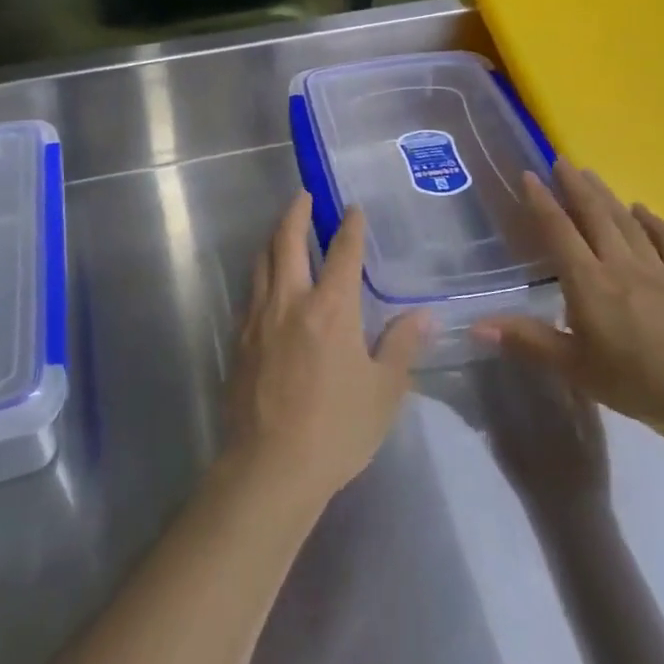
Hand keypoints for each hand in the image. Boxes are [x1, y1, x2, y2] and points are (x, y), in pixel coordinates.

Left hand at [223, 195, 429, 507]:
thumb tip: (424, 314)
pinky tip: (267, 282)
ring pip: (262, 262)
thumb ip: (401, 346)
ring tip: (283, 230)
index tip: (352, 208)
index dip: (349, 226)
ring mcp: (259, 318)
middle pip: (287, 241)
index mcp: (331, 308)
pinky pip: (250, 292)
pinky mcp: (240, 339)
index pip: (342, 253)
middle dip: (297, 213)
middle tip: (304, 196)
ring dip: (274, 238)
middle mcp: (291, 301)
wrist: (270, 466)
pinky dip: (261, 273)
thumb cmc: (336, 429)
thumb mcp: (383, 392)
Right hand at [474, 162, 663, 436]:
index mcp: (590, 283)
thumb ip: (529, 342)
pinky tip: (644, 210)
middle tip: (560, 160)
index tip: (528, 174)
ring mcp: (658, 271)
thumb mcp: (576, 368)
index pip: (560, 232)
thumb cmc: (640, 382)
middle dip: (575, 186)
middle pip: (595, 216)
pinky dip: (655, 222)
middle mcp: (621, 266)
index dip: (542, 202)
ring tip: (591, 174)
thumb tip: (476, 325)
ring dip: (606, 196)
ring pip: (627, 223)